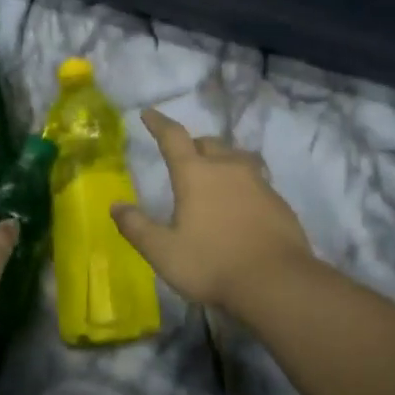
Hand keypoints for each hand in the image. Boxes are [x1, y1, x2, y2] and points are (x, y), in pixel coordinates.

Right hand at [112, 109, 315, 313]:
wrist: (276, 282)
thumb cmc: (212, 264)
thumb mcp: (163, 252)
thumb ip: (137, 227)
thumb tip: (115, 206)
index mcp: (196, 174)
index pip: (173, 137)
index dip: (159, 123)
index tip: (149, 113)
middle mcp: (228, 168)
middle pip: (209, 143)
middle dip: (193, 145)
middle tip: (184, 157)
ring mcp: (258, 182)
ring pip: (236, 158)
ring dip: (222, 160)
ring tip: (215, 175)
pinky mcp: (278, 200)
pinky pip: (256, 179)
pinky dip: (242, 183)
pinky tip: (241, 203)